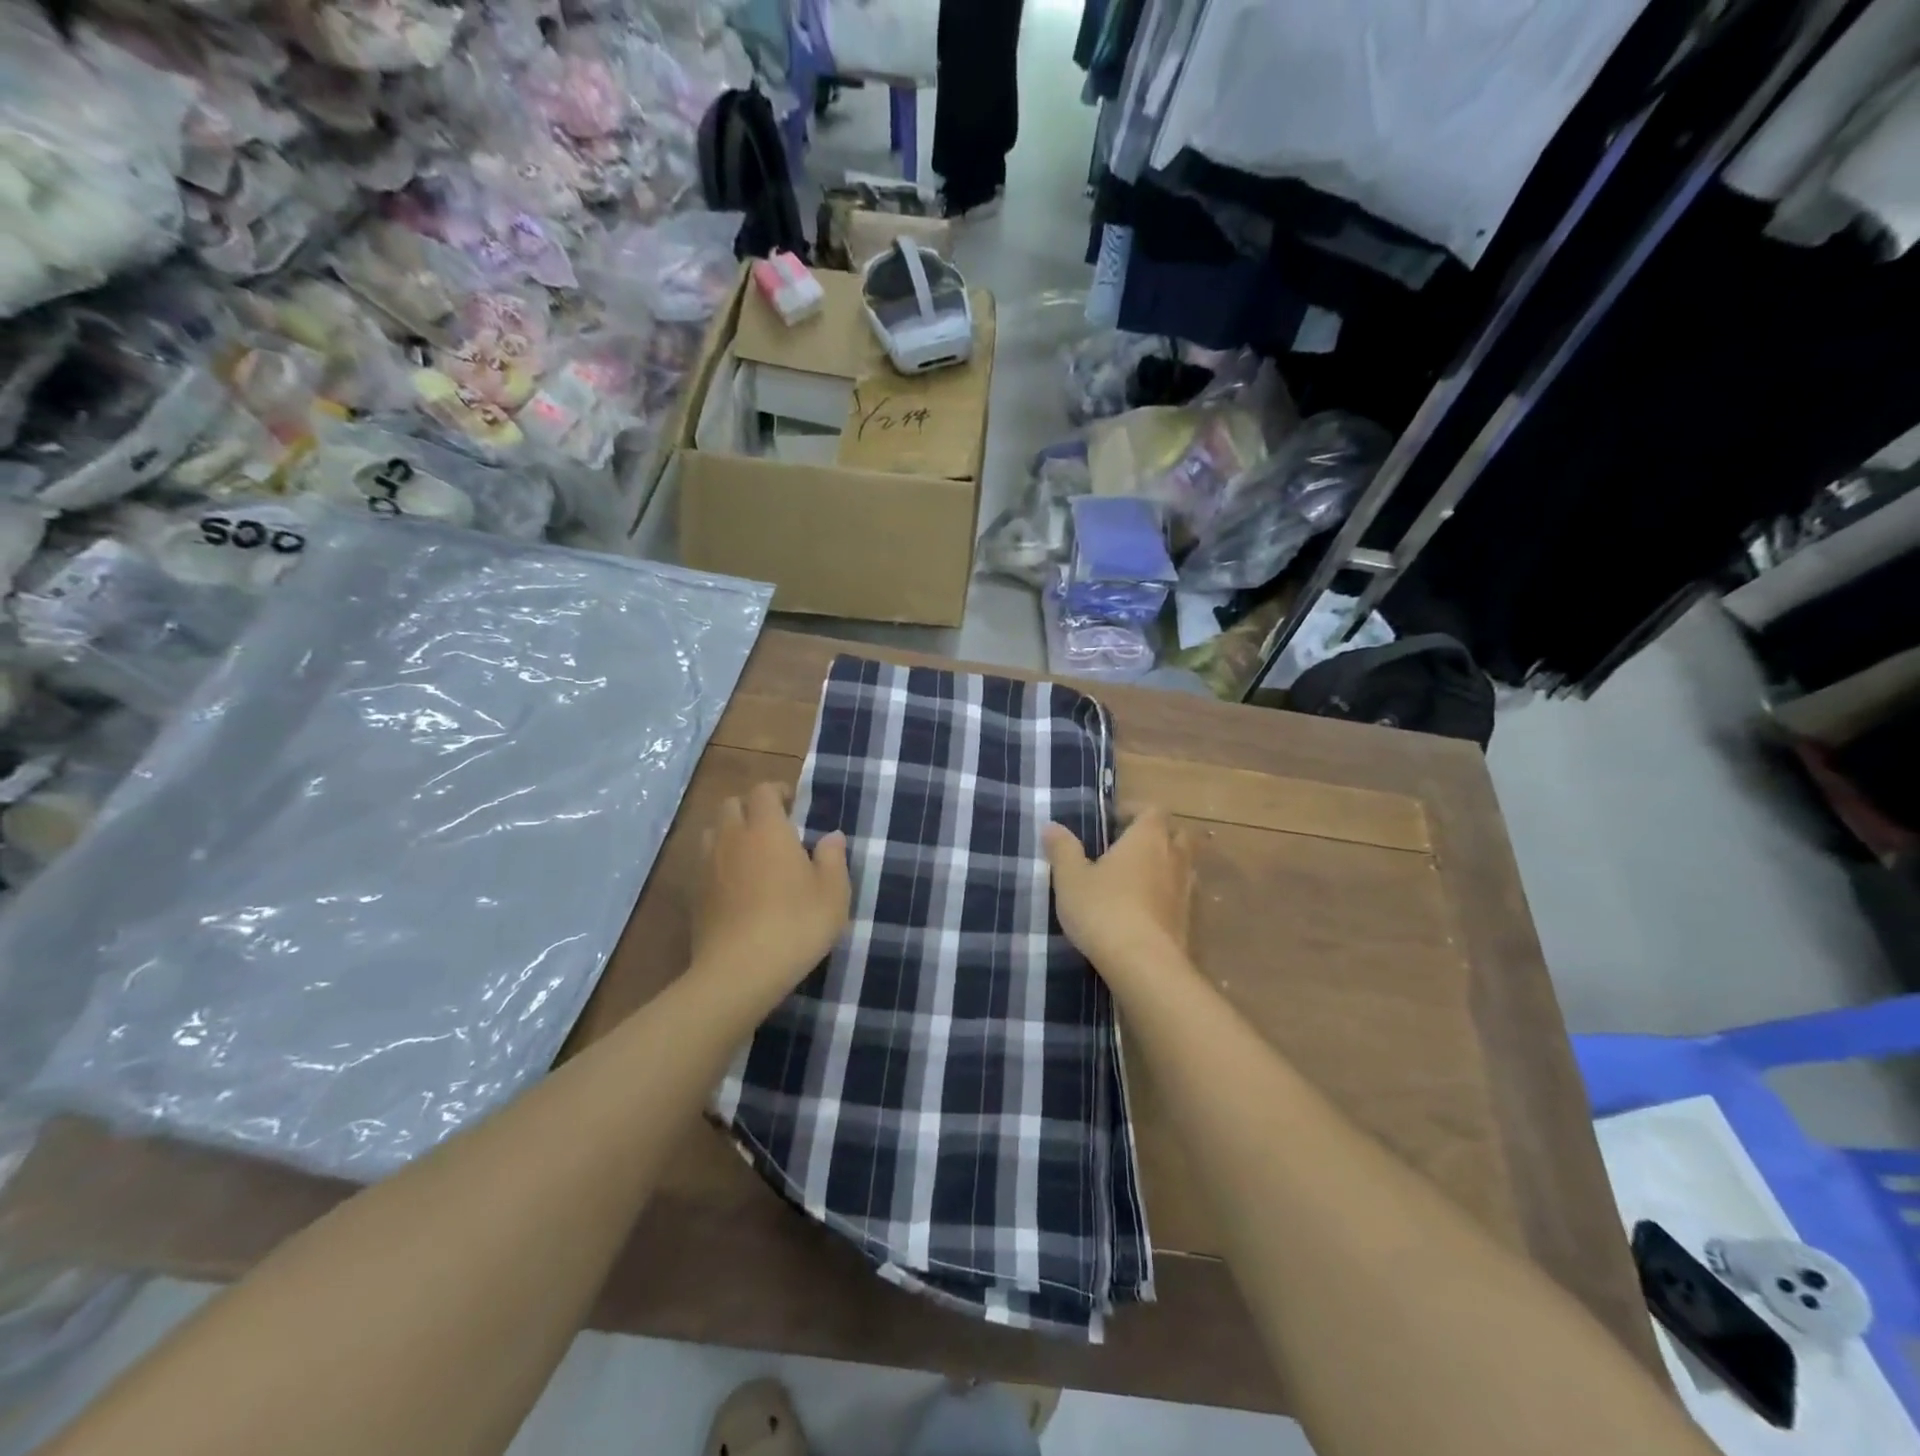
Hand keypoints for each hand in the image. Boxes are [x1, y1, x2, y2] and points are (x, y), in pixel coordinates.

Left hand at [691, 783, 849, 1002]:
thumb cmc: (796, 925)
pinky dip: (719, 864)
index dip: (778, 792)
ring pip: (713, 832)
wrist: (739, 973)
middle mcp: (732, 838)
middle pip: (731, 804)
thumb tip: (831, 836)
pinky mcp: (695, 895)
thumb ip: (833, 858)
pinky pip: (705, 863)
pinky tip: (737, 887)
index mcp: (767, 829)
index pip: (763, 791)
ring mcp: (707, 866)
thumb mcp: (833, 893)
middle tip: (774, 830)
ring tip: (752, 855)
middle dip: (751, 809)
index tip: (794, 806)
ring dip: (731, 834)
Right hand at [1043, 809, 1193, 974]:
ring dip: (1165, 866)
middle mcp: (1174, 857)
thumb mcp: (1070, 878)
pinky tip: (1146, 911)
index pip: (1152, 810)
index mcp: (1147, 838)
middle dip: (1156, 836)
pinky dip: (1168, 896)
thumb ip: (1063, 849)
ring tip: (1136, 879)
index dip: (1134, 811)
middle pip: (1176, 834)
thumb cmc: (1104, 910)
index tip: (1113, 820)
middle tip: (1128, 847)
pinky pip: (1182, 897)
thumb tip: (1052, 826)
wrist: (1144, 965)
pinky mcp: (1190, 921)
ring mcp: (1186, 890)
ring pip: (1183, 866)